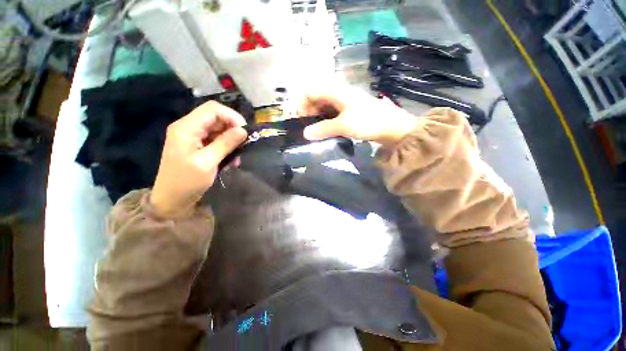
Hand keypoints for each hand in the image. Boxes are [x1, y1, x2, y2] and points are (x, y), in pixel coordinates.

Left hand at [150, 101, 246, 217]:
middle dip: (229, 129)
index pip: (212, 109)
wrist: (168, 202)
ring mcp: (185, 135)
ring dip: (225, 139)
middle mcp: (184, 126)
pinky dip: (218, 146)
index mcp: (186, 127)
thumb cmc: (185, 184)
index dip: (231, 116)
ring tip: (235, 157)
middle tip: (242, 146)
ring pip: (211, 127)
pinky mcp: (187, 145)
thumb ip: (225, 144)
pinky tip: (226, 160)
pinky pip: (206, 138)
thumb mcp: (207, 164)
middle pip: (212, 117)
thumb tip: (243, 130)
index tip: (244, 132)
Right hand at [299, 85, 417, 145]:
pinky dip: (328, 119)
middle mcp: (339, 92)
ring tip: (316, 131)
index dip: (302, 104)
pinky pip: (334, 111)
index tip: (301, 119)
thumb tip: (305, 134)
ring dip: (318, 116)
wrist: (394, 126)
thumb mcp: (343, 126)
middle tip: (308, 128)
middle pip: (316, 97)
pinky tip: (327, 130)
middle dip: (309, 111)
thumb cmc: (368, 121)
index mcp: (335, 91)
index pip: (310, 91)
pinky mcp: (352, 110)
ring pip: (325, 105)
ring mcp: (346, 101)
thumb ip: (323, 129)